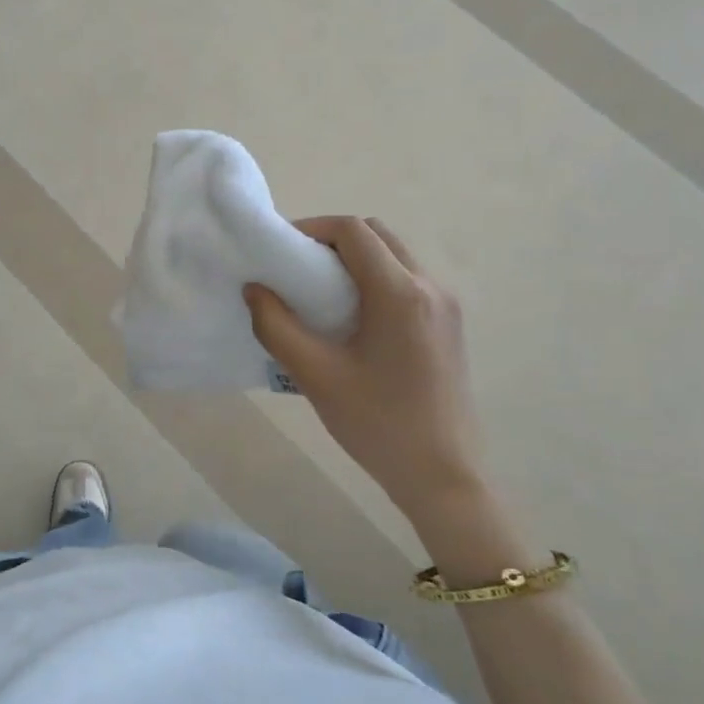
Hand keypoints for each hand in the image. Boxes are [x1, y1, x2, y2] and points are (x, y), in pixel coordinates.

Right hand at [245, 216, 479, 502]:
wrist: (442, 475)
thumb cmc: (376, 424)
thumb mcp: (315, 375)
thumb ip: (276, 326)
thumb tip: (254, 289)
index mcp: (401, 293)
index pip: (354, 231)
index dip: (312, 228)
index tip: (280, 250)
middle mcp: (430, 287)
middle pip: (378, 235)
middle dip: (333, 240)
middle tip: (296, 267)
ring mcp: (446, 306)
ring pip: (394, 256)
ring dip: (355, 259)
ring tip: (318, 292)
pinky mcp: (449, 325)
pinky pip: (407, 281)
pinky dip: (374, 279)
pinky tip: (350, 318)